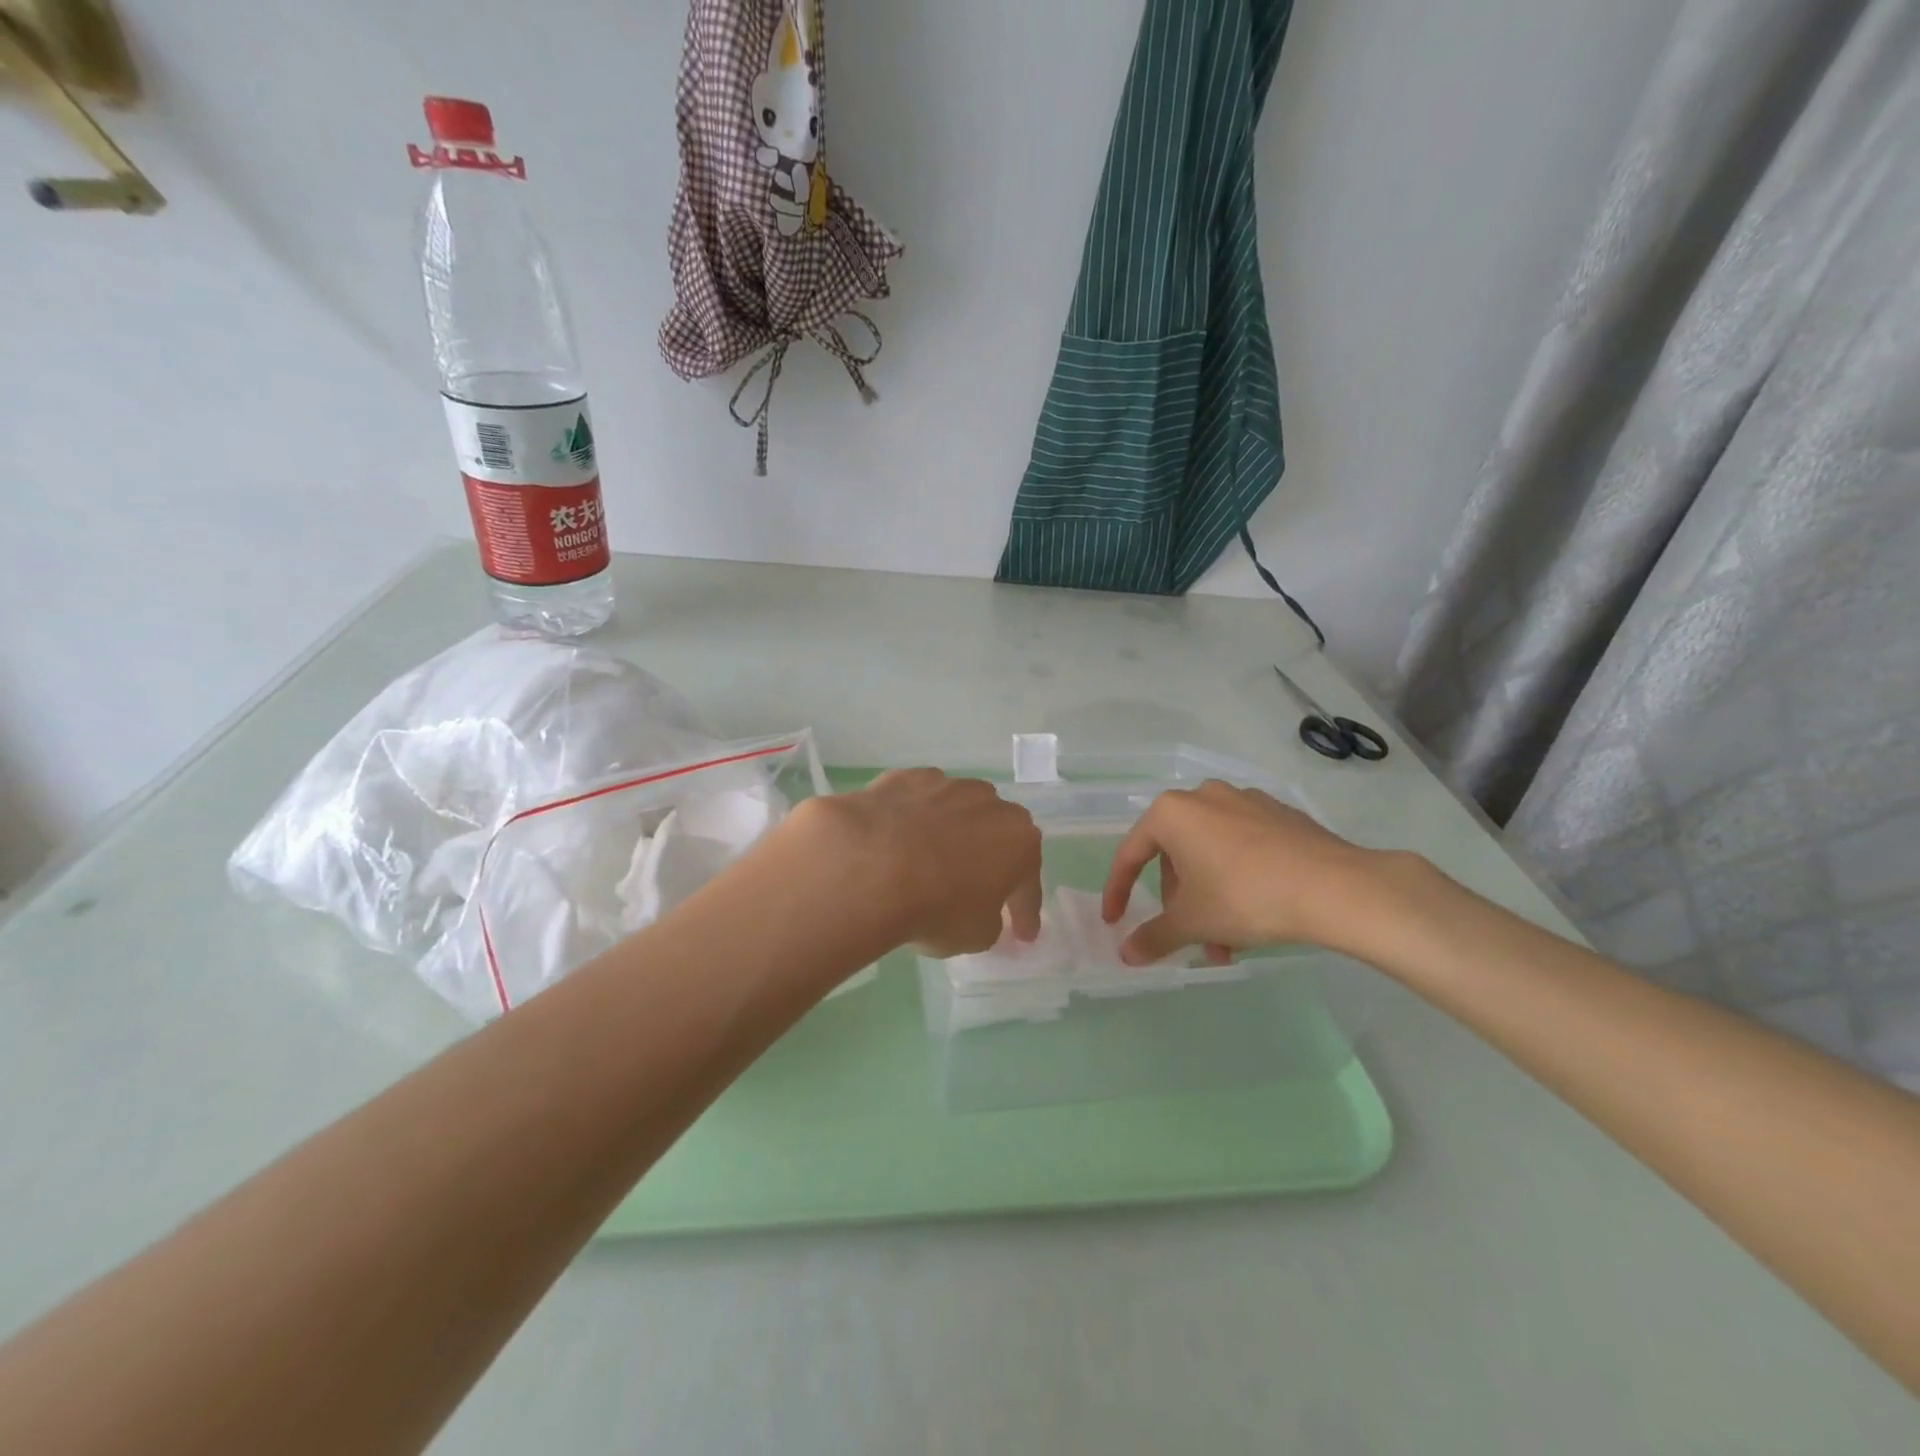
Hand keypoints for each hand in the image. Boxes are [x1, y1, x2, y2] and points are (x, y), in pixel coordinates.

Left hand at [793, 769, 1042, 957]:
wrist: (870, 867)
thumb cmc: (938, 907)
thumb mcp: (976, 935)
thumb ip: (988, 920)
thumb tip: (979, 909)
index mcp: (1020, 841)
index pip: (1028, 884)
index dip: (1025, 912)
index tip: (1022, 935)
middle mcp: (989, 803)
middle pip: (996, 834)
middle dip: (991, 859)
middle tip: (979, 888)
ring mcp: (945, 784)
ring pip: (956, 811)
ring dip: (950, 833)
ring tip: (931, 860)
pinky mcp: (901, 778)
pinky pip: (915, 803)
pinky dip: (911, 819)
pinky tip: (896, 839)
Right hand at [1102, 781, 1384, 964]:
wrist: (1335, 887)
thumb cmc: (1245, 897)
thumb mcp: (1192, 922)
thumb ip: (1153, 936)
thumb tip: (1126, 954)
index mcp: (1171, 813)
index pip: (1131, 855)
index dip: (1118, 891)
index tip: (1116, 920)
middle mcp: (1203, 796)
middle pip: (1174, 855)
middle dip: (1179, 902)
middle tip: (1190, 937)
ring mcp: (1245, 800)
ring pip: (1210, 853)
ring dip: (1209, 897)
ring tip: (1228, 941)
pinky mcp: (1280, 813)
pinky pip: (1242, 846)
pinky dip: (1237, 878)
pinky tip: (1256, 911)